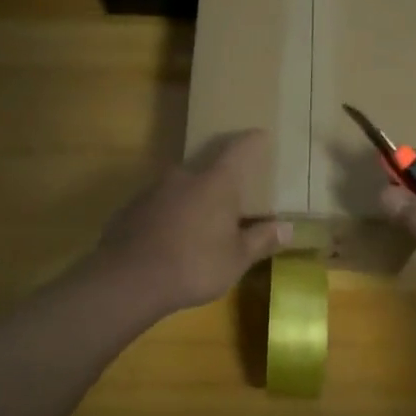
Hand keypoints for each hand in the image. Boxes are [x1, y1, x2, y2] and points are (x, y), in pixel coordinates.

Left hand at [90, 132, 291, 317]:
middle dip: (220, 178)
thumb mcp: (236, 259)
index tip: (260, 135)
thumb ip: (261, 240)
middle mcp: (183, 175)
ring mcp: (153, 190)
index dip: (252, 141)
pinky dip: (170, 215)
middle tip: (232, 195)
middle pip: (207, 167)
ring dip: (193, 198)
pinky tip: (171, 239)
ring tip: (202, 223)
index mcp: (215, 182)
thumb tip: (287, 228)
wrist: (128, 280)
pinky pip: (159, 205)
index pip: (238, 149)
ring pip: (181, 187)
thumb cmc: (194, 265)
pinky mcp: (131, 208)